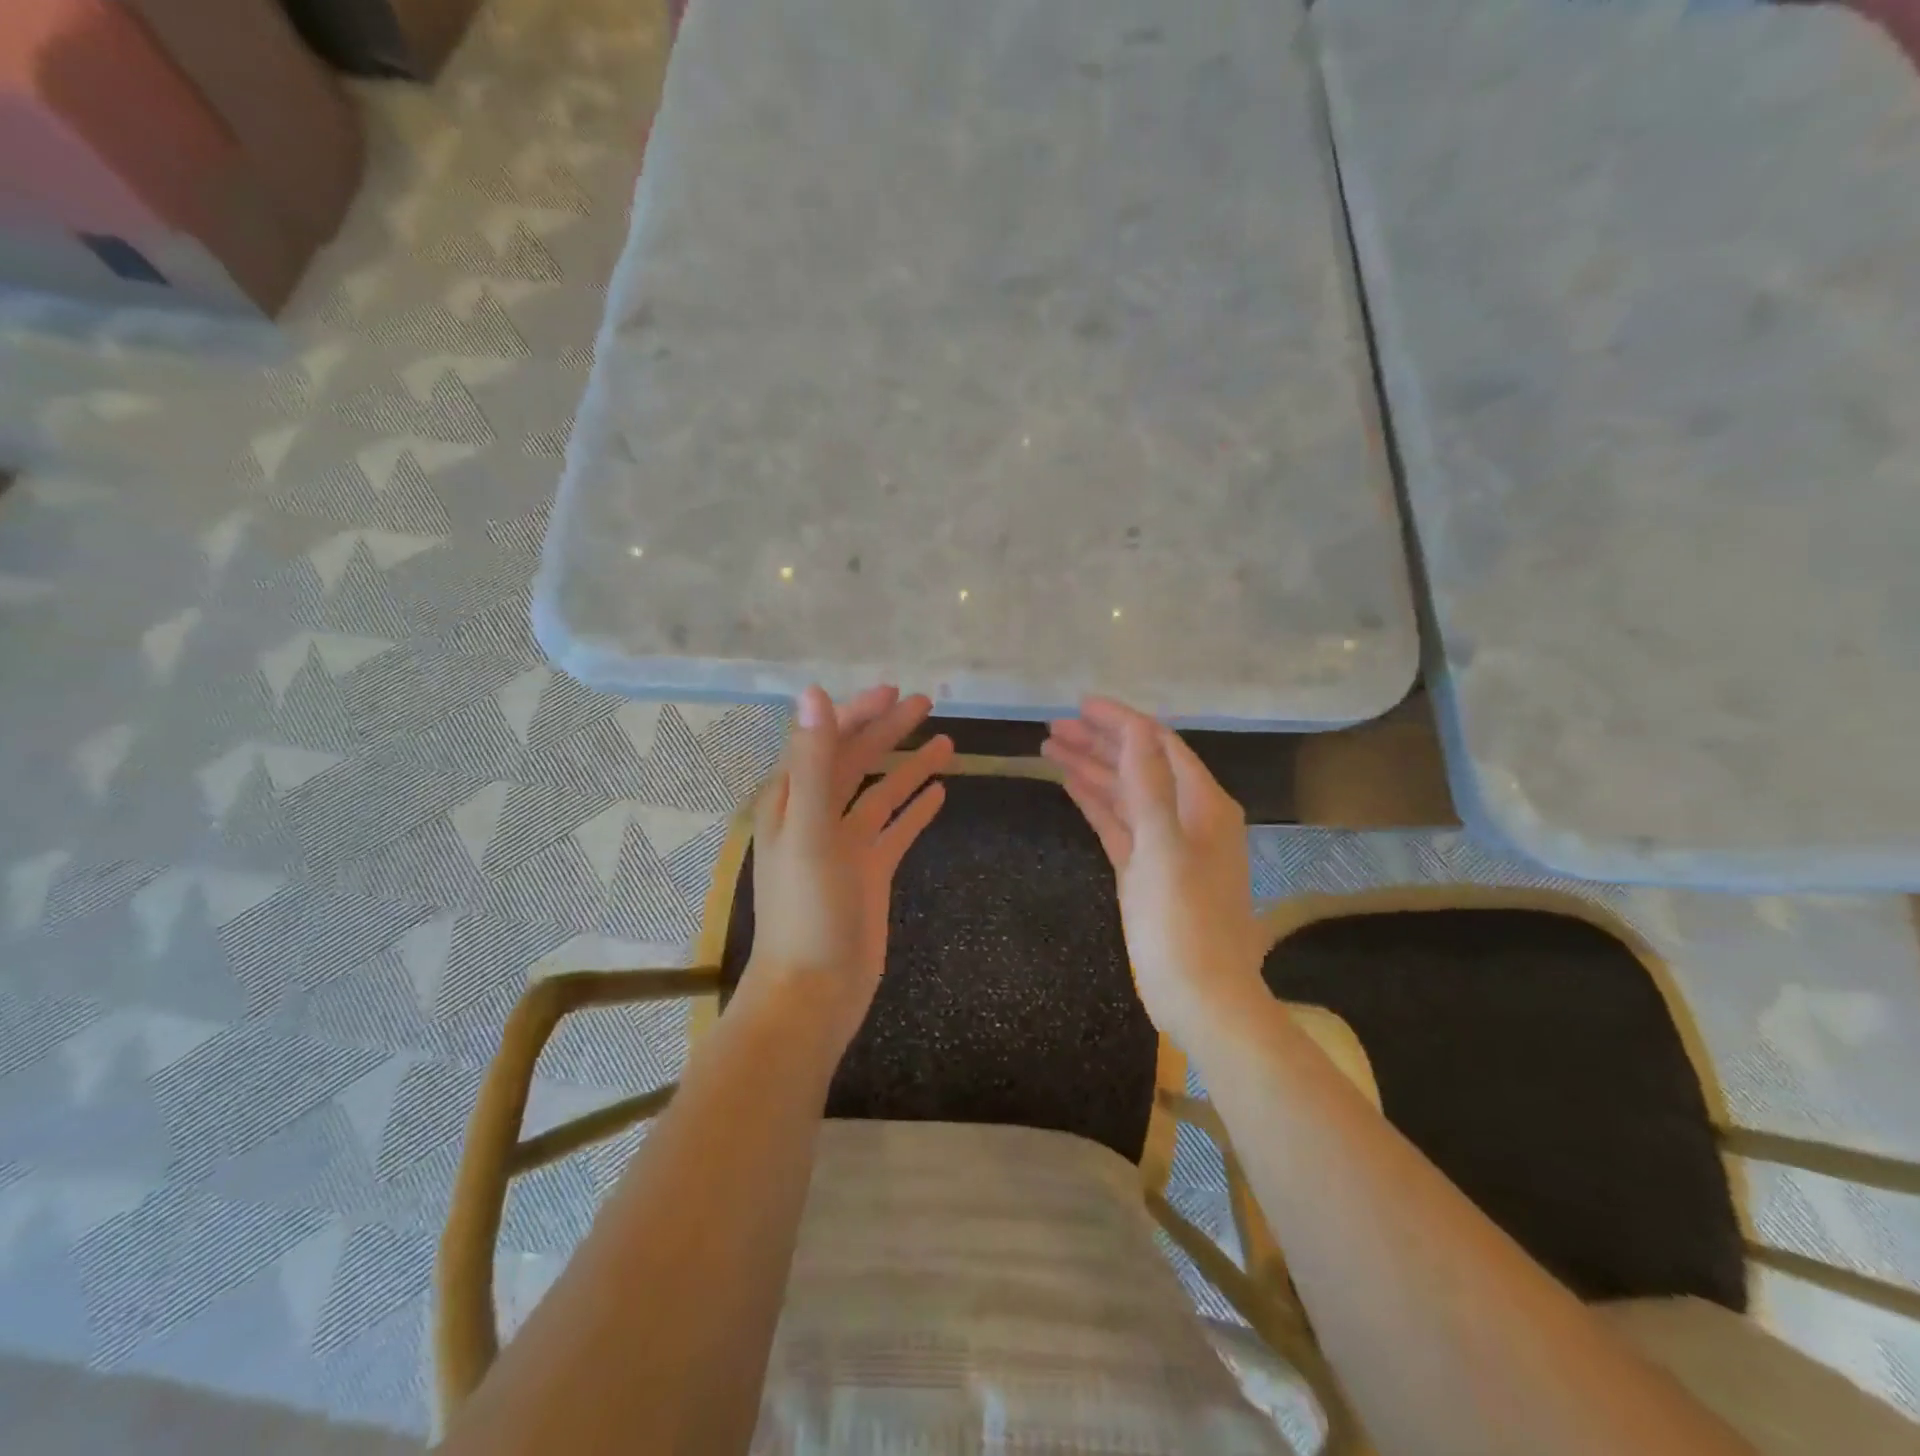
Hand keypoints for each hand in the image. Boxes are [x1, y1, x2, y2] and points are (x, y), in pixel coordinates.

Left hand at [741, 684, 953, 1051]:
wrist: (815, 992)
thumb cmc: (807, 911)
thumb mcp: (809, 830)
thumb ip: (814, 762)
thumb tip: (813, 693)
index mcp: (792, 802)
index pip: (826, 743)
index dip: (857, 714)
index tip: (893, 693)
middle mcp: (817, 818)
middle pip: (856, 762)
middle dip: (888, 731)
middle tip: (925, 704)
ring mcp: (846, 847)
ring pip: (882, 794)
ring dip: (909, 767)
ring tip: (947, 743)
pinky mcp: (870, 873)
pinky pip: (896, 830)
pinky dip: (915, 809)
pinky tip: (939, 793)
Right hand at [1043, 697, 1266, 1043]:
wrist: (1200, 997)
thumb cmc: (1185, 922)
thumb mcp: (1164, 847)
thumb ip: (1148, 785)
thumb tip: (1135, 729)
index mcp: (1203, 804)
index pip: (1158, 744)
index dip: (1120, 720)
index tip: (1079, 704)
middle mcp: (1187, 816)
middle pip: (1139, 764)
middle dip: (1098, 742)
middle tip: (1053, 727)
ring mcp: (1165, 844)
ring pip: (1124, 792)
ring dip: (1091, 768)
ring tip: (1049, 746)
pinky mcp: (1145, 870)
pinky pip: (1118, 823)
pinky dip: (1095, 802)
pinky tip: (1069, 784)